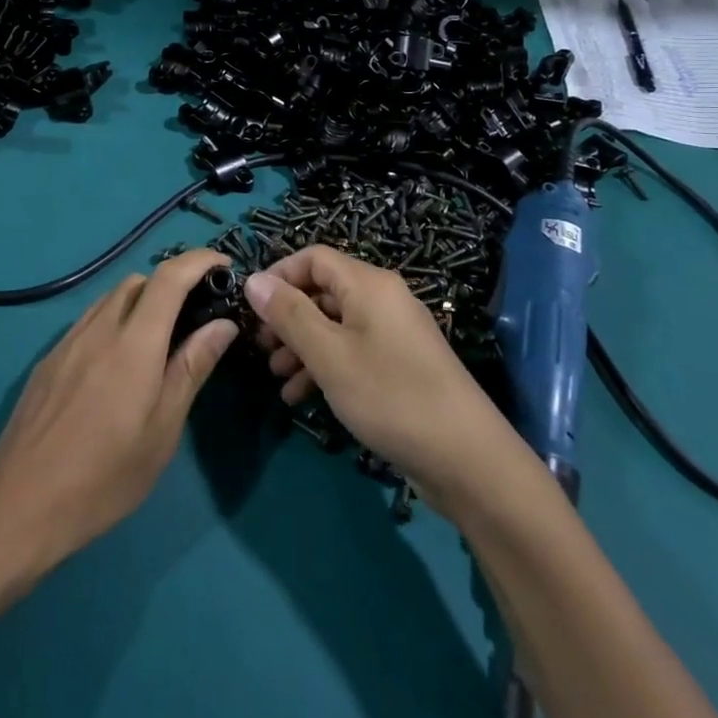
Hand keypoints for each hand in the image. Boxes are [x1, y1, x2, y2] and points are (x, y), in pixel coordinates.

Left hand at [0, 250, 240, 572]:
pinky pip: (88, 321)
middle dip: (171, 284)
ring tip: (158, 340)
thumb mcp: (162, 430)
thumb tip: (223, 325)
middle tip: (194, 317)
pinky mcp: (48, 360)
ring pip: (110, 298)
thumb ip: (192, 368)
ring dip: (140, 302)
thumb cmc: (104, 477)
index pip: (169, 277)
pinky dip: (113, 321)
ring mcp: (67, 342)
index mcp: (133, 344)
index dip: (199, 260)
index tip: (224, 264)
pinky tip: (117, 364)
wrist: (19, 505)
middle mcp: (98, 329)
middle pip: (138, 281)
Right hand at [244, 247, 537, 515]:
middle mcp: (383, 299)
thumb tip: (253, 280)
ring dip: (301, 346)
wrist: (466, 459)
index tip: (251, 308)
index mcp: (369, 284)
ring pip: (334, 325)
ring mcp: (393, 333)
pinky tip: (300, 396)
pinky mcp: (399, 365)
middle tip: (260, 348)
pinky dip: (324, 366)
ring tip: (276, 377)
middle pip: (323, 291)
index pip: (313, 257)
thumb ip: (289, 314)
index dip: (279, 276)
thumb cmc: (390, 396)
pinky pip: (352, 351)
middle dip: (287, 317)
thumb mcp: (329, 355)